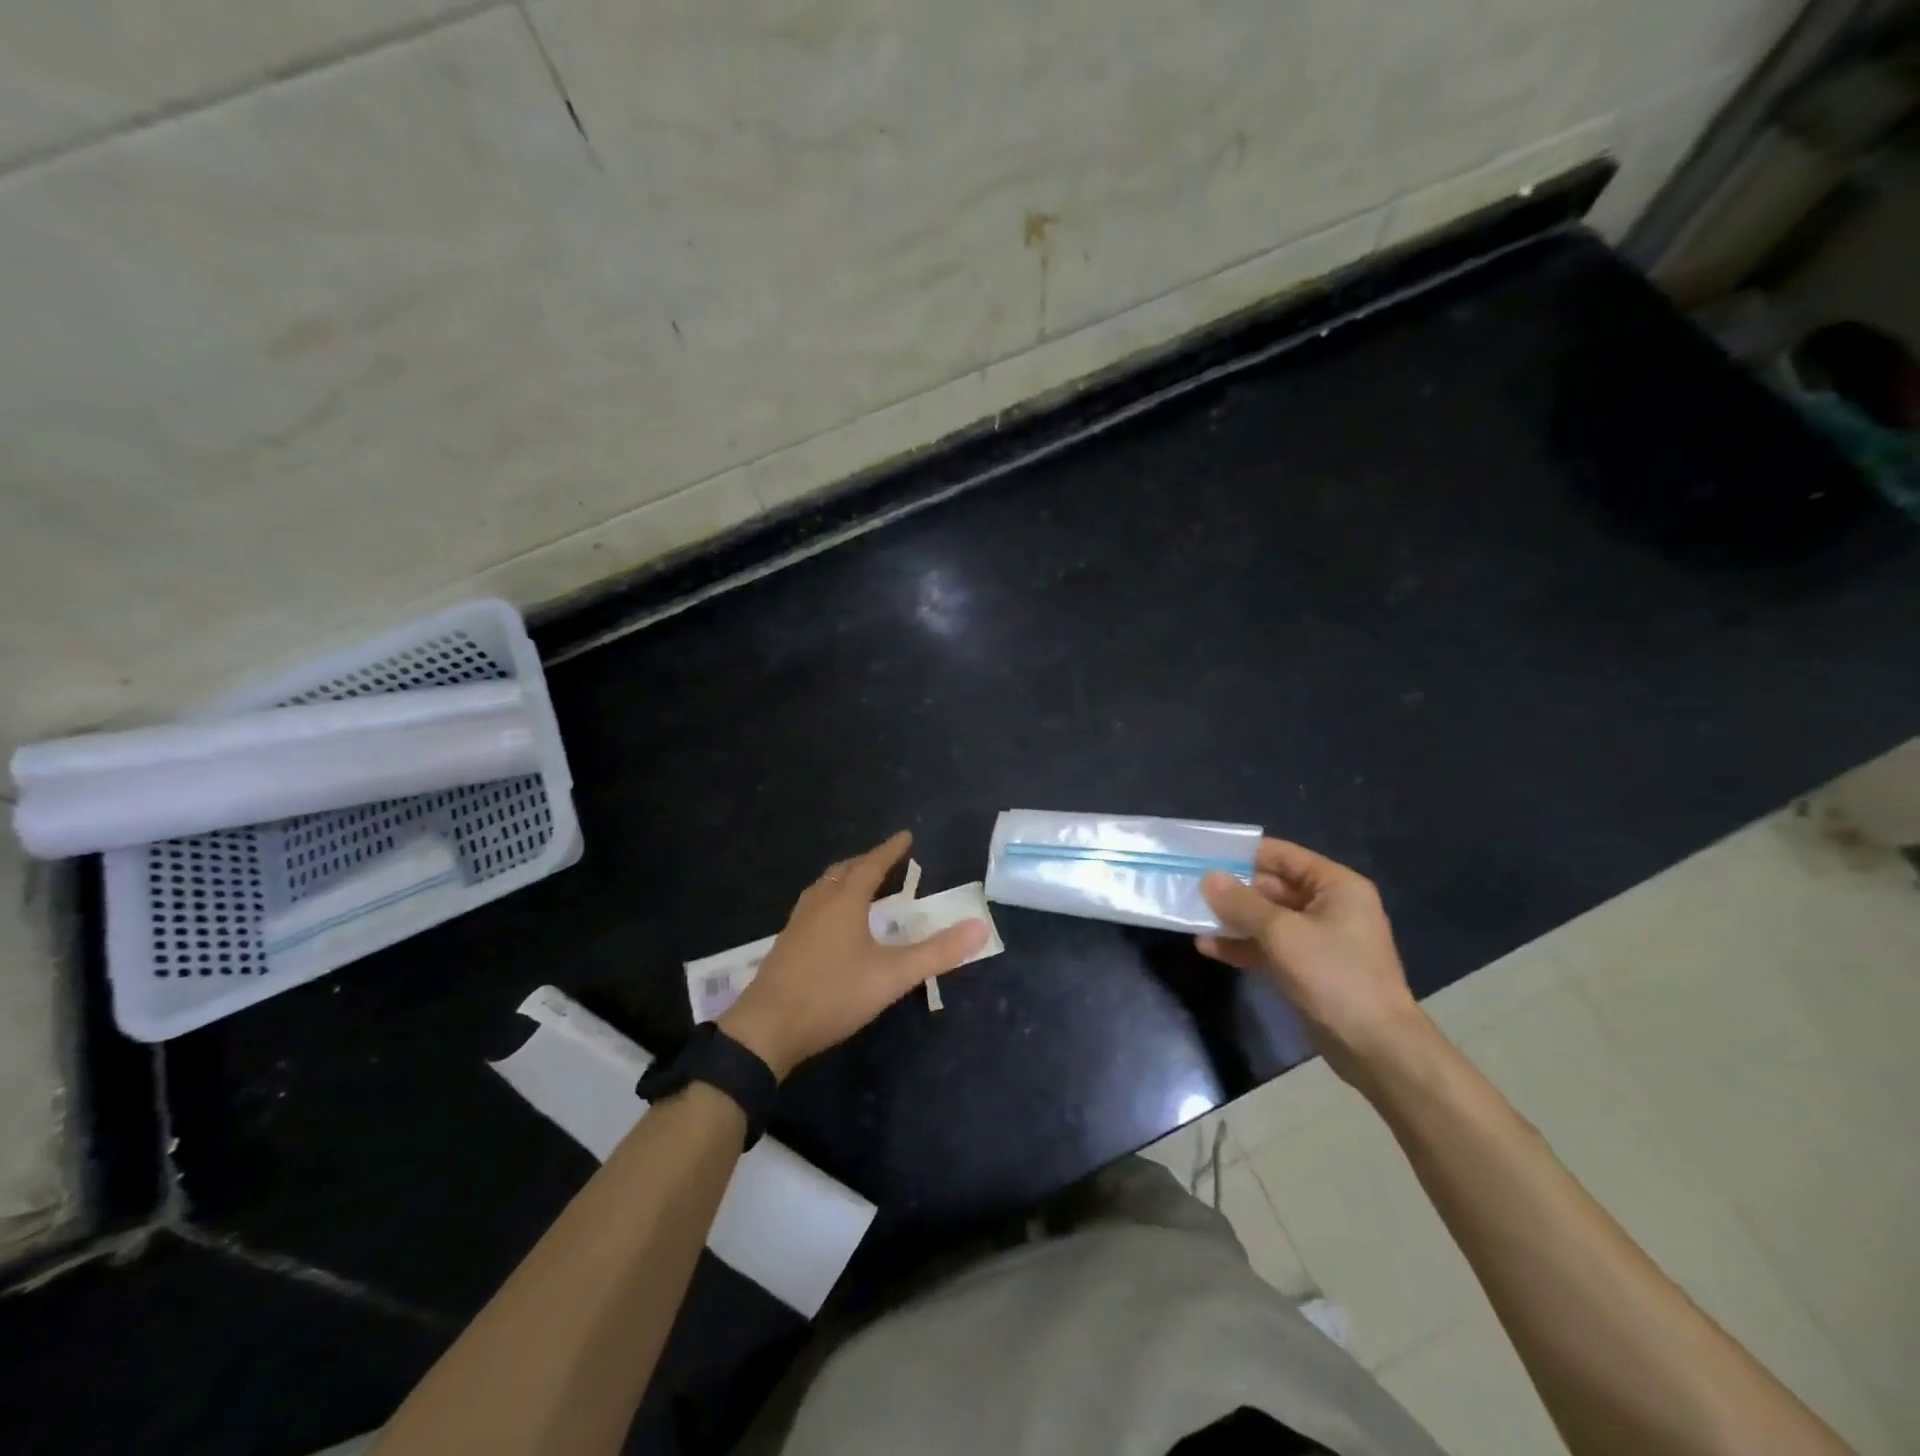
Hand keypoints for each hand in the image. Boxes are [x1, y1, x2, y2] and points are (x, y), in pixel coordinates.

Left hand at [719, 831, 987, 1079]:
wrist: (766, 1030)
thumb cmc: (833, 995)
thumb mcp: (893, 976)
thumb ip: (937, 952)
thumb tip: (981, 927)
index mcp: (844, 902)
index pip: (871, 865)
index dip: (890, 850)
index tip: (906, 836)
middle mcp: (818, 904)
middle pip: (843, 872)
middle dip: (866, 862)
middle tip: (885, 861)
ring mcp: (797, 925)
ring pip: (823, 888)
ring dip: (844, 879)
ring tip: (859, 885)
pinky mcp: (785, 946)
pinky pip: (812, 907)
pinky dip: (829, 900)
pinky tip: (831, 924)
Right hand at [1196, 839, 1435, 1088]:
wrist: (1376, 1048)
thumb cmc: (1334, 976)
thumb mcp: (1282, 933)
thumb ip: (1241, 903)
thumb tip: (1208, 878)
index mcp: (1336, 886)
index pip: (1283, 855)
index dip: (1243, 853)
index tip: (1203, 854)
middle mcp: (1329, 907)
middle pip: (1272, 887)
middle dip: (1232, 890)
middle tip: (1189, 887)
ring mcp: (1318, 940)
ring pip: (1266, 919)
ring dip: (1232, 919)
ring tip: (1192, 917)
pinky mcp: (1307, 969)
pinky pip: (1269, 947)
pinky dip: (1242, 945)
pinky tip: (1208, 947)